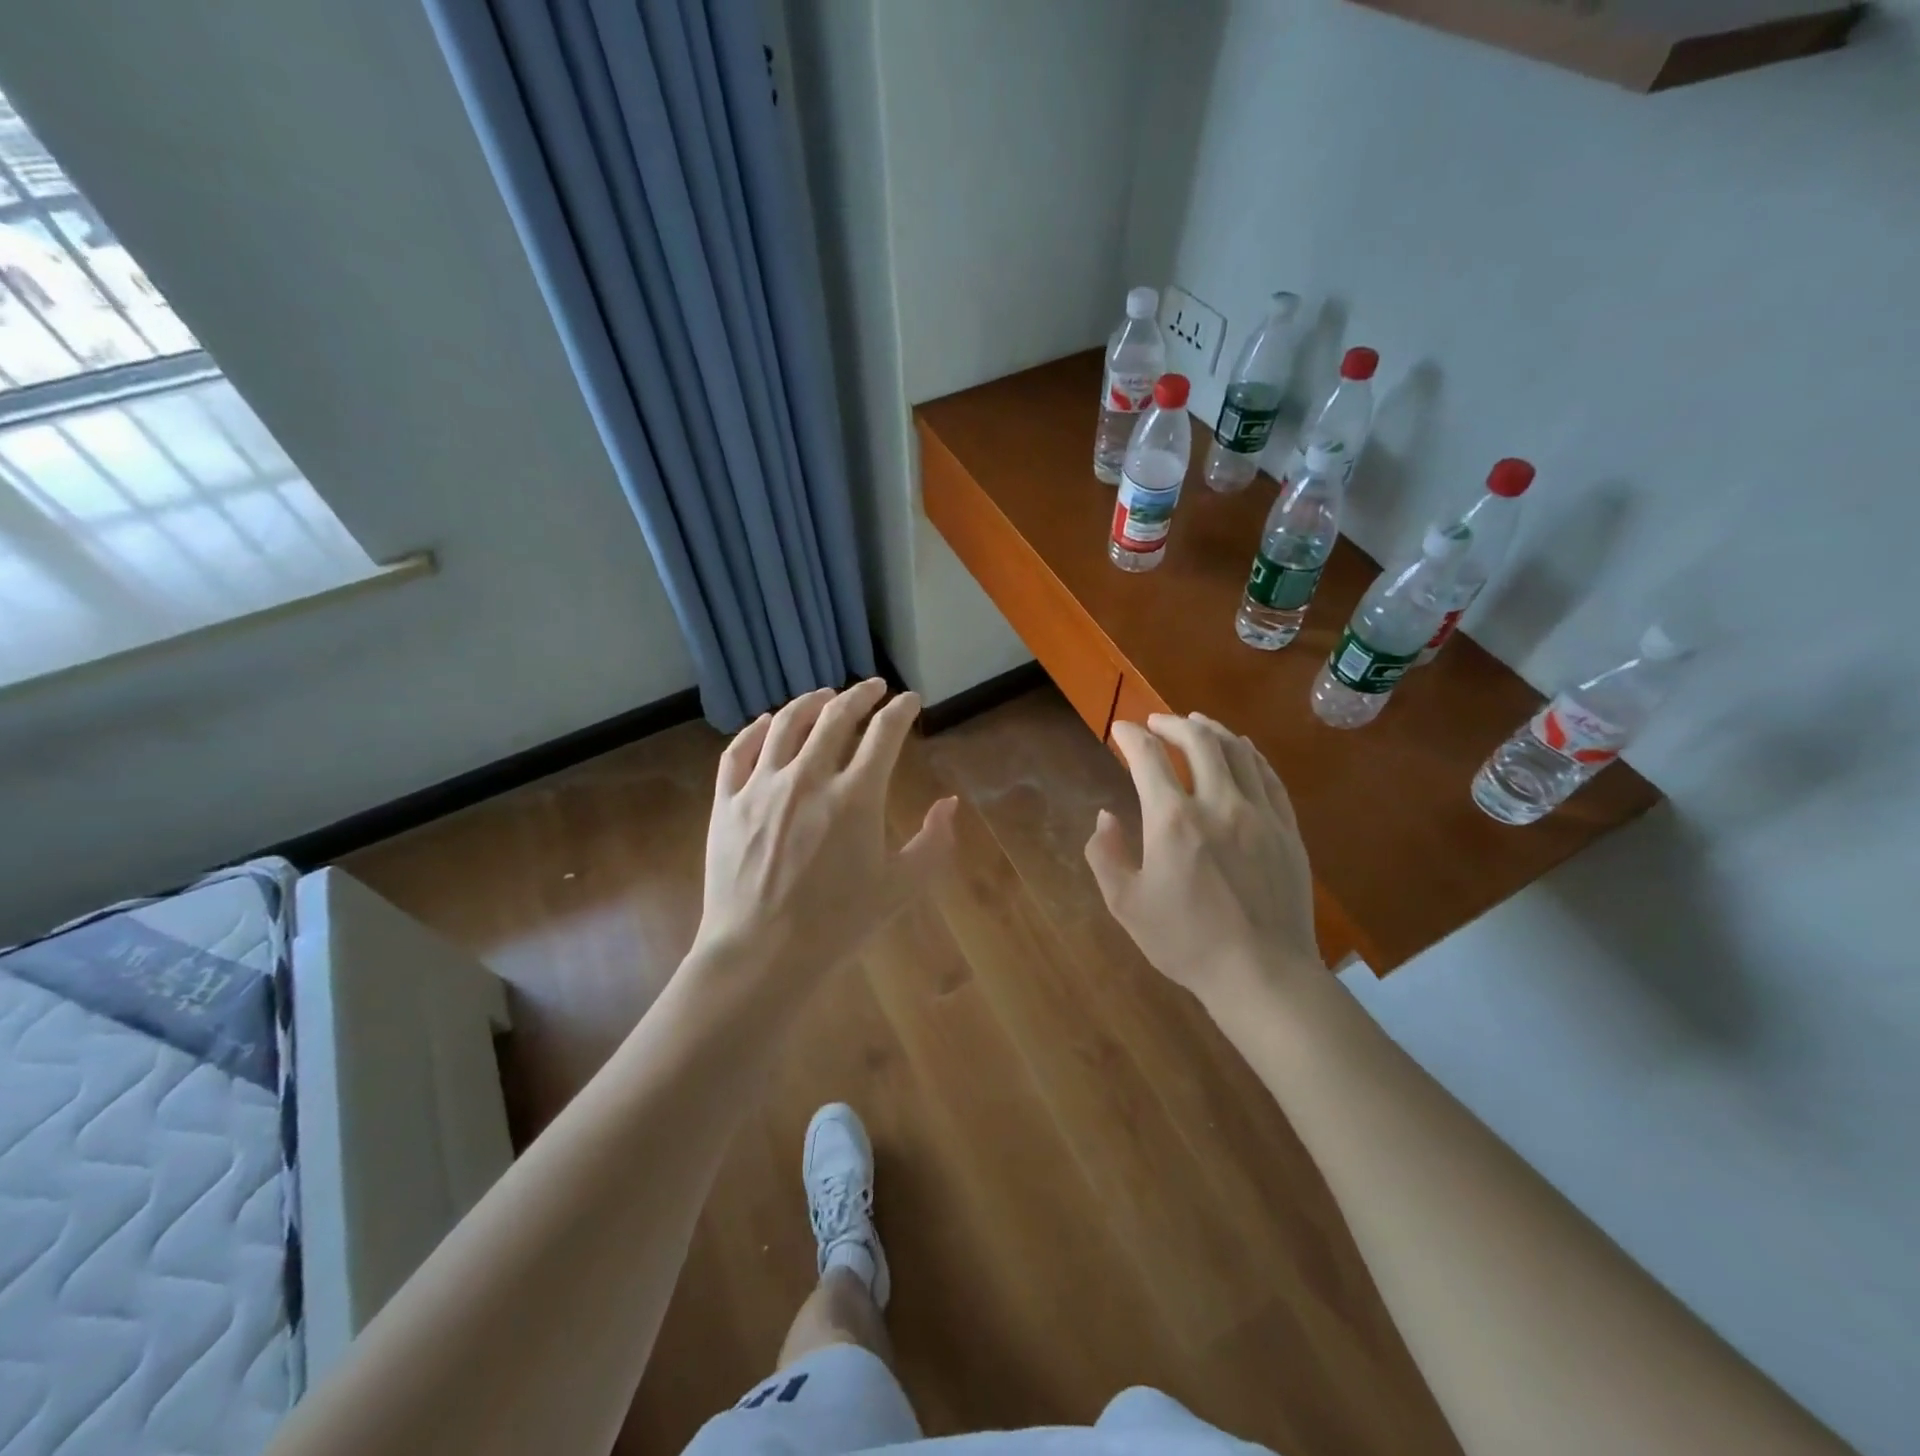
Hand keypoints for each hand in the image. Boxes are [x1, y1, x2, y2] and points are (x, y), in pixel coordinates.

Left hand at [693, 679, 957, 993]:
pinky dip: (755, 729)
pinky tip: (767, 723)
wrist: (761, 954)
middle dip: (860, 695)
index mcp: (855, 796)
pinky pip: (738, 751)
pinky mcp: (727, 802)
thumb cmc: (837, 924)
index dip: (900, 709)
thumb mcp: (899, 888)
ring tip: (824, 695)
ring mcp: (762, 787)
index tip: (910, 700)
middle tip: (873, 687)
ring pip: (785, 723)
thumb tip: (949, 805)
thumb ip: (933, 843)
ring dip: (810, 702)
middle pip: (836, 716)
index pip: (884, 732)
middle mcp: (808, 777)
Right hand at [1086, 713, 1319, 1006]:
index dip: (1131, 735)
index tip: (1120, 730)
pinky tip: (1242, 749)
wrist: (1262, 974)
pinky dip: (1250, 754)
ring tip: (1196, 723)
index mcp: (1173, 820)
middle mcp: (1218, 804)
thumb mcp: (1126, 905)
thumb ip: (1106, 855)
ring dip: (1212, 730)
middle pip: (1198, 741)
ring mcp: (1259, 813)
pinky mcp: (1287, 829)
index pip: (1148, 757)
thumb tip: (1105, 817)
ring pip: (1237, 751)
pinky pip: (1268, 776)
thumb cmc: (1187, 942)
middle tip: (1156, 723)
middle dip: (1172, 723)